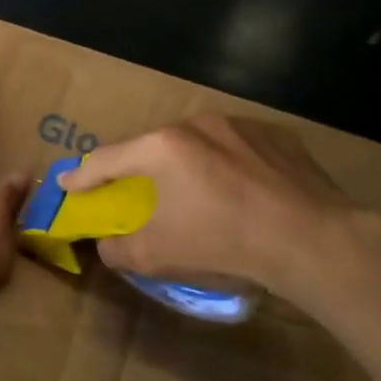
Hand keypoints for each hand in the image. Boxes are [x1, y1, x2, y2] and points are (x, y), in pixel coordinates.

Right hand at [59, 113, 380, 307]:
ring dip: (186, 165)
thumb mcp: (157, 255)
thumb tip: (107, 245)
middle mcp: (197, 124)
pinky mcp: (279, 137)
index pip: (107, 160)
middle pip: (153, 147)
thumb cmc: (224, 243)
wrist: (314, 241)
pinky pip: (237, 149)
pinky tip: (240, 193)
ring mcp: (241, 126)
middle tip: (134, 191)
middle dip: (138, 169)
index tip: (66, 183)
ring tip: (195, 194)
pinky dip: (227, 166)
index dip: (82, 175)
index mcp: (162, 147)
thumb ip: (118, 248)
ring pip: (198, 144)